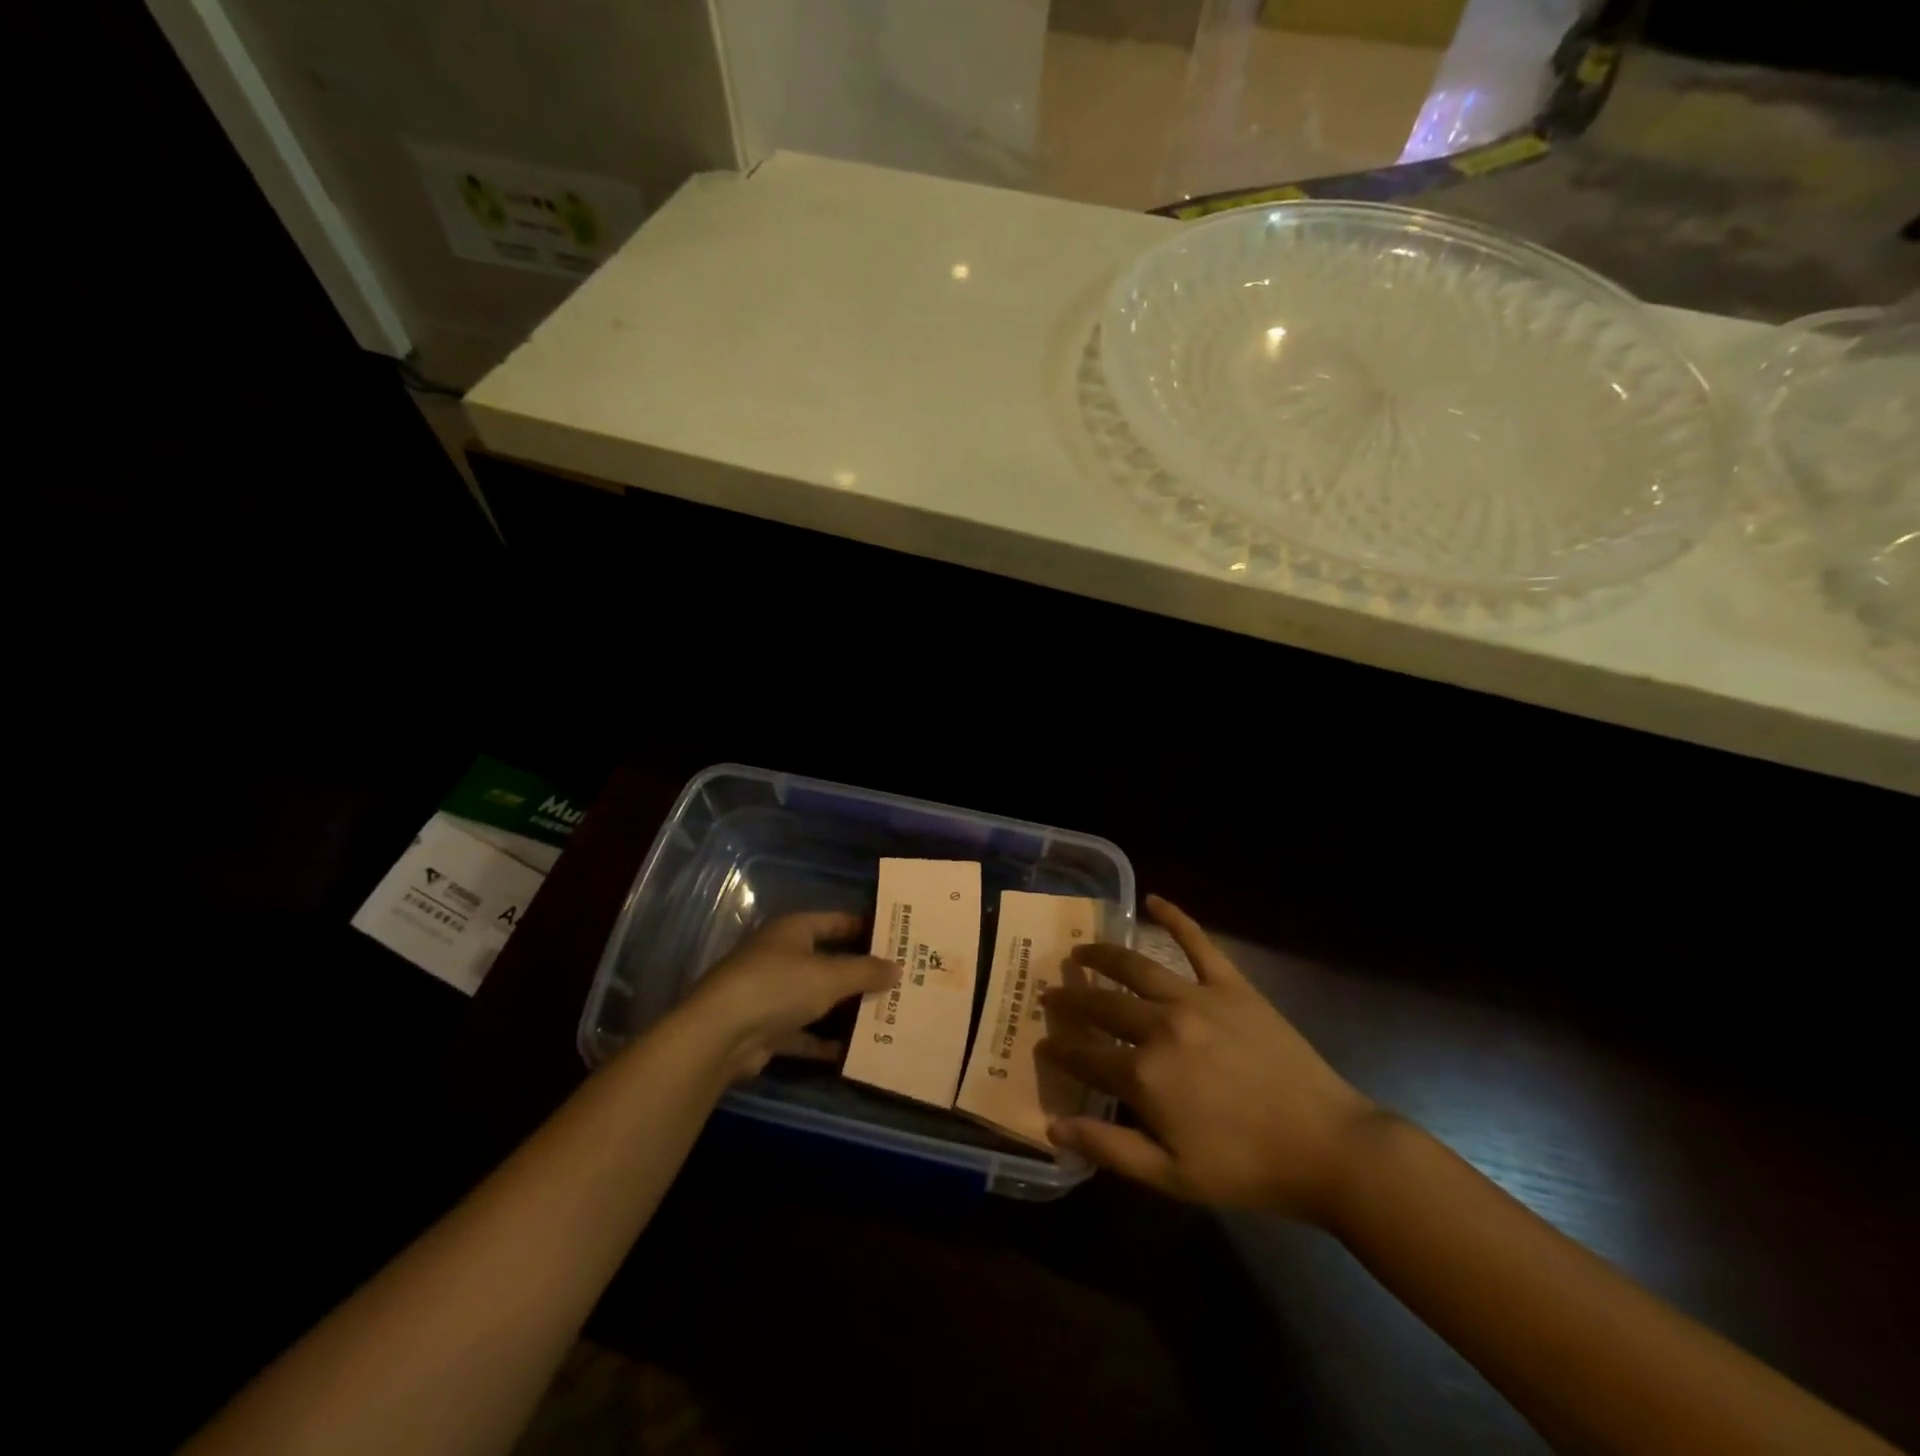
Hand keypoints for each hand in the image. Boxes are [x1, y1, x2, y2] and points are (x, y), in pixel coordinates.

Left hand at [678, 912, 895, 1081]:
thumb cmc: (777, 988)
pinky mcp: (767, 1028)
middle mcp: (782, 956)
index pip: (837, 921)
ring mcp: (772, 993)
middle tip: (900, 982)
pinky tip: (855, 1050)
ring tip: (887, 1015)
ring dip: (846, 1009)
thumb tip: (897, 968)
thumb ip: (865, 972)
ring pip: (818, 998)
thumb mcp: (829, 976)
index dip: (867, 928)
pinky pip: (804, 1031)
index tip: (899, 940)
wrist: (718, 1036)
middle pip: (829, 960)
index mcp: (794, 930)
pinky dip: (825, 1041)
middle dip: (861, 973)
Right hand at [1037, 895, 1379, 1221]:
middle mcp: (1160, 1026)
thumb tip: (1052, 1126)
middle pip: (1103, 1004)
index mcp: (1144, 1075)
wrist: (1327, 1147)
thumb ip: (1108, 1147)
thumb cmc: (1246, 1169)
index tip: (1043, 1041)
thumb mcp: (1171, 1177)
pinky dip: (1174, 918)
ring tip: (1081, 950)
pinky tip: (1153, 900)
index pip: (1085, 1054)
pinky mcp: (1231, 985)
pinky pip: (1197, 942)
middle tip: (1051, 992)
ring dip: (1102, 955)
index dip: (1060, 1048)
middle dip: (1072, 998)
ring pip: (1136, 967)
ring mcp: (1196, 999)